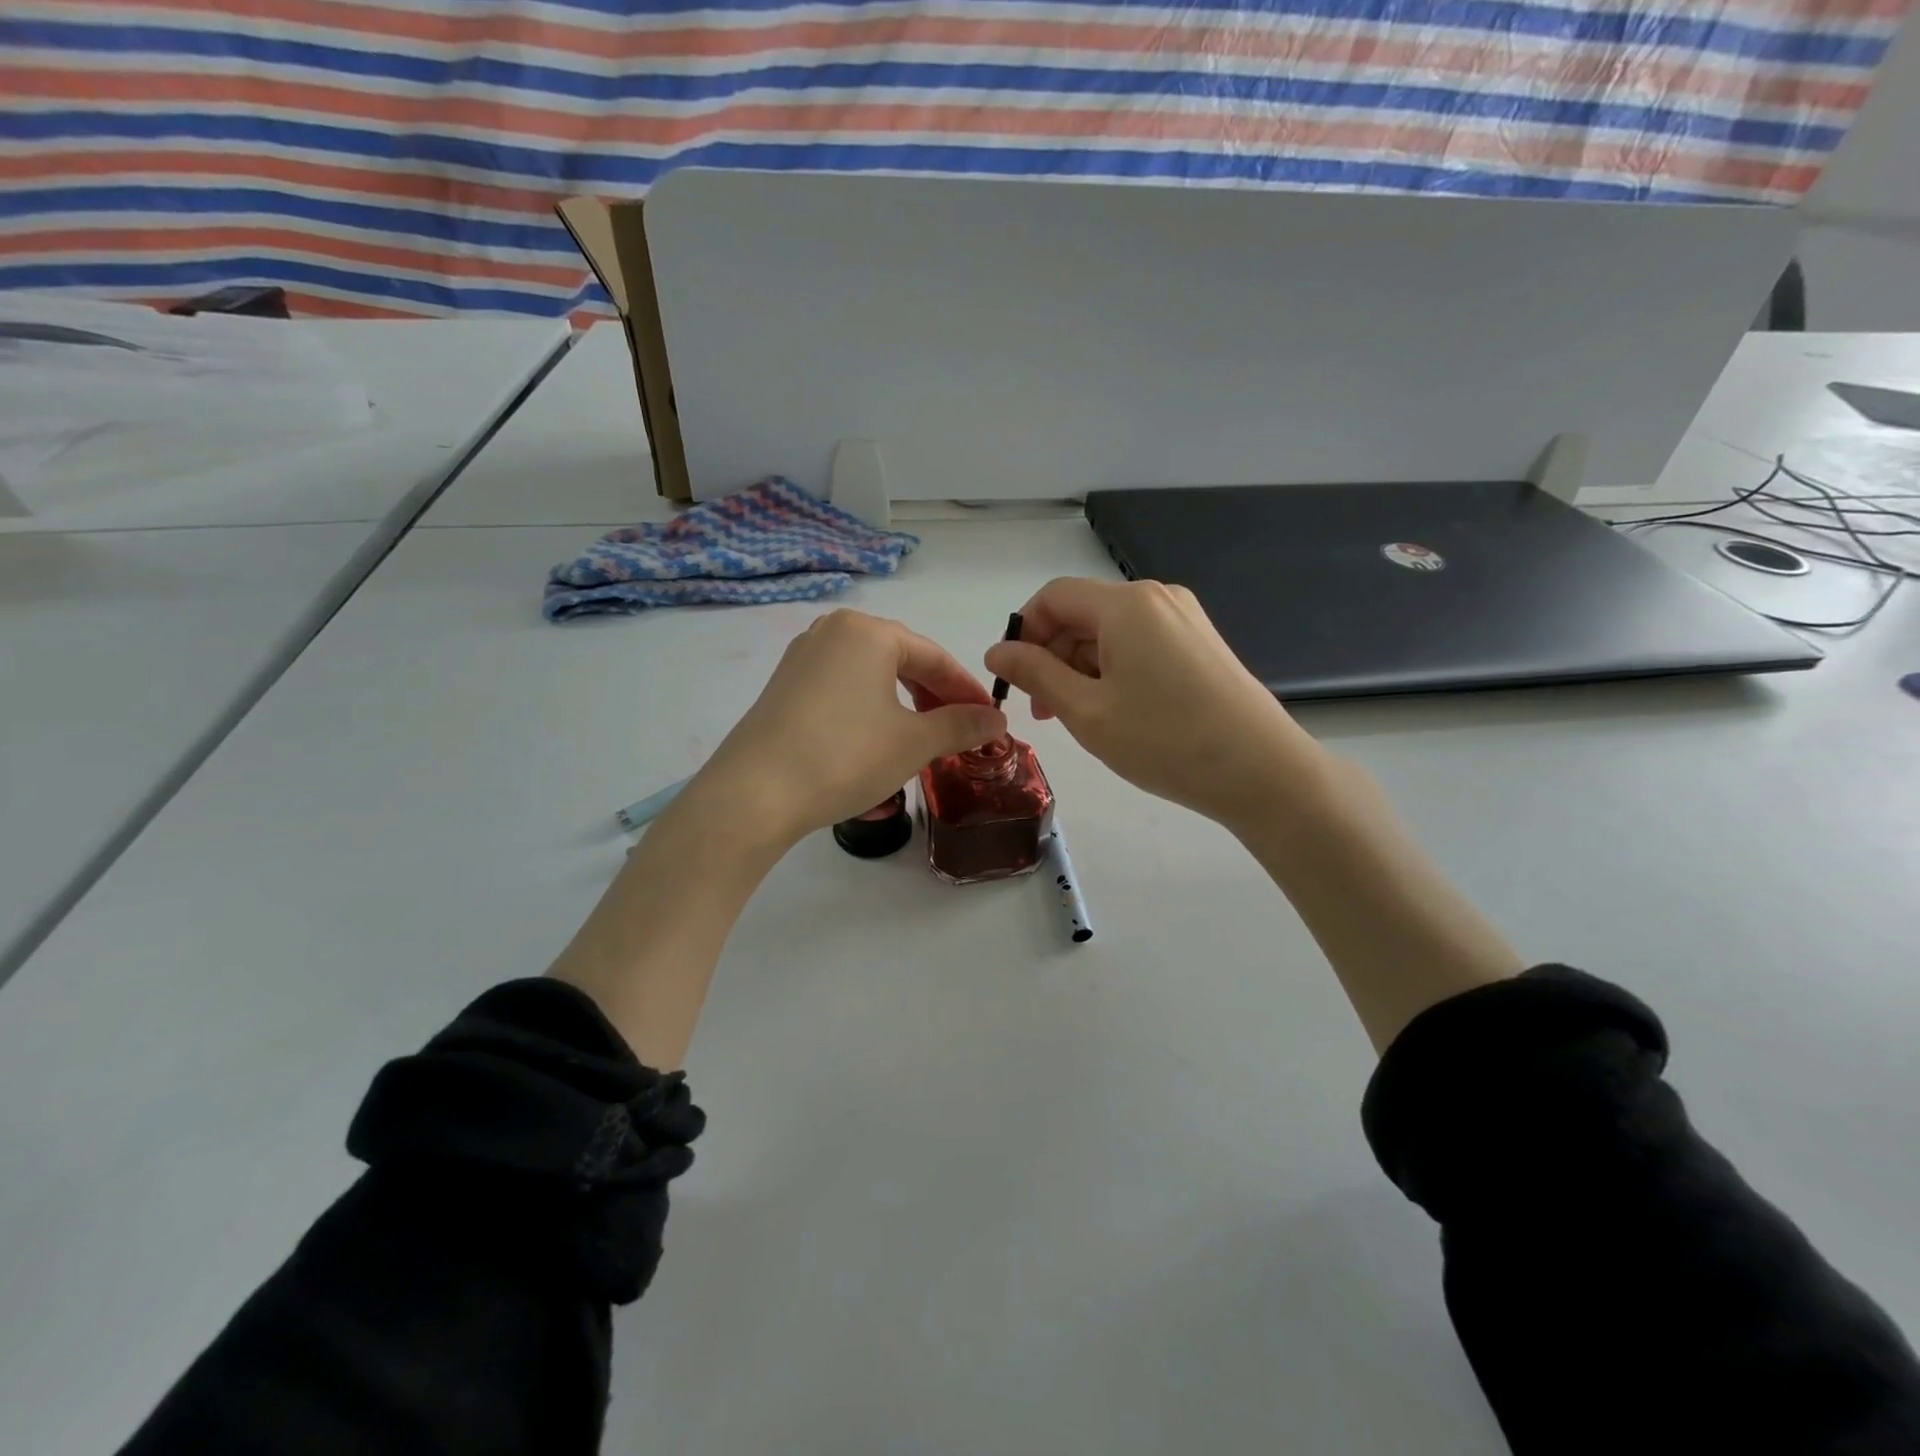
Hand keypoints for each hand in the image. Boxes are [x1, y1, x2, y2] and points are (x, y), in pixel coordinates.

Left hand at [686, 609, 1006, 847]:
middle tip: (959, 731)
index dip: (966, 690)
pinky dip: (871, 709)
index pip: (934, 656)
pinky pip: (842, 688)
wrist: (754, 794)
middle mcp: (832, 632)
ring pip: (870, 675)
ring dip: (904, 704)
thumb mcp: (913, 743)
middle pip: (901, 660)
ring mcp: (802, 658)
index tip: (991, 719)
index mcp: (867, 631)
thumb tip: (998, 720)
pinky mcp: (783, 687)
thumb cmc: (845, 756)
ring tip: (922, 738)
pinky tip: (878, 740)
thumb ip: (961, 725)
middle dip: (935, 696)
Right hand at [983, 578, 1322, 829]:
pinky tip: (1116, 711)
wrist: (1261, 770)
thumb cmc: (1164, 740)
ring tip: (1078, 718)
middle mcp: (1156, 598)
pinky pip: (1140, 644)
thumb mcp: (1086, 710)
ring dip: (1081, 667)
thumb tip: (997, 651)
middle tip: (1043, 711)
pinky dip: (1114, 670)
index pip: (1053, 597)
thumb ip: (1035, 674)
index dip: (1023, 633)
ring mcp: (1184, 619)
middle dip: (1052, 655)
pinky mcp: (1200, 643)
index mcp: (1125, 604)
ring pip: (1111, 632)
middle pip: (1083, 613)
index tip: (1013, 680)